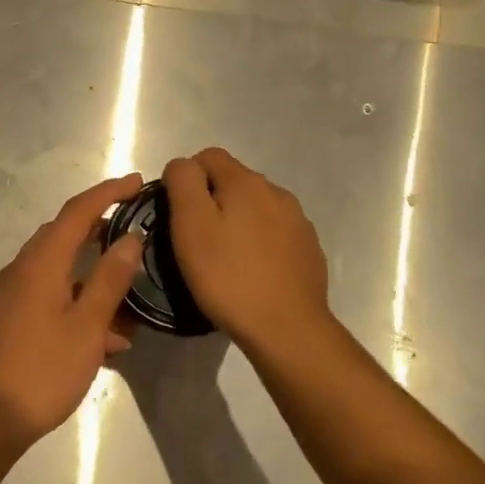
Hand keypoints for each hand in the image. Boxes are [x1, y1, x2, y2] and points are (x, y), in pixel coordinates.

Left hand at [0, 175, 146, 446]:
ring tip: (131, 295)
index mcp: (41, 262)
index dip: (108, 192)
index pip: (77, 211)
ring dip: (94, 274)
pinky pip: (50, 295)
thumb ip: (110, 279)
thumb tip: (131, 238)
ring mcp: (12, 293)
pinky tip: (108, 336)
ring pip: (60, 269)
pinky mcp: (10, 317)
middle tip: (137, 230)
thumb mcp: (87, 327)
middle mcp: (22, 268)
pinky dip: (78, 301)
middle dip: (102, 228)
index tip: (137, 182)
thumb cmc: (42, 370)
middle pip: (65, 234)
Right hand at [162, 148, 331, 354]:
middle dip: (212, 200)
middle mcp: (276, 192)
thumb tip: (183, 165)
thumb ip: (183, 182)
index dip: (186, 177)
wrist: (286, 327)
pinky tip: (251, 271)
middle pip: (233, 180)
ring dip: (237, 221)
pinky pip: (275, 232)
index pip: (208, 156)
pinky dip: (259, 243)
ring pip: (256, 207)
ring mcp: (297, 221)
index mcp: (246, 181)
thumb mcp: (190, 225)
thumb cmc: (228, 276)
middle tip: (196, 239)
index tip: (176, 212)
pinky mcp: (308, 248)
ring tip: (223, 257)